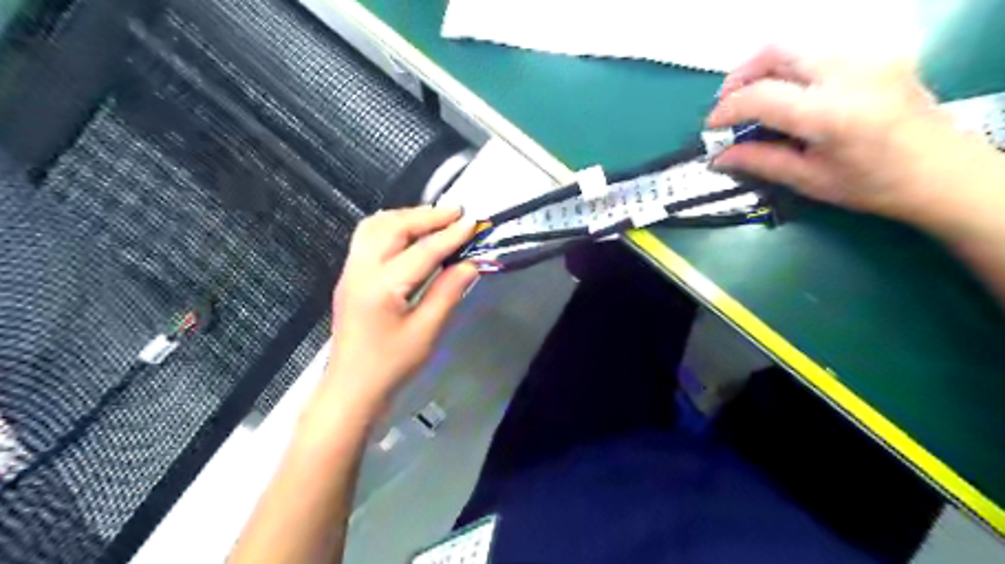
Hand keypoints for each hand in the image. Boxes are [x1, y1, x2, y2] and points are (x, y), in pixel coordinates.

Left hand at [322, 206, 476, 412]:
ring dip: (406, 216)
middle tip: (456, 212)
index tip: (473, 222)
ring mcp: (351, 270)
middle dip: (426, 216)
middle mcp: (361, 269)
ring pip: (375, 226)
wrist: (352, 387)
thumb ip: (447, 293)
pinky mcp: (349, 275)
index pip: (422, 251)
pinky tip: (408, 232)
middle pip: (393, 227)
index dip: (450, 235)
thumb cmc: (391, 365)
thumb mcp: (426, 332)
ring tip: (434, 218)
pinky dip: (390, 225)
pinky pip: (367, 236)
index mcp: (382, 287)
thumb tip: (470, 264)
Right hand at [701, 43, 999, 223]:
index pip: (760, 96)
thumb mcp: (809, 179)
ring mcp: (868, 56)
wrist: (941, 170)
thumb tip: (718, 157)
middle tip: (726, 104)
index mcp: (831, 113)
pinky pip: (819, 50)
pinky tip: (785, 91)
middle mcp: (850, 72)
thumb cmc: (872, 185)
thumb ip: (760, 161)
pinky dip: (790, 67)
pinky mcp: (877, 52)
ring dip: (763, 68)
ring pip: (796, 45)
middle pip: (776, 52)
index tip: (711, 127)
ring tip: (751, 97)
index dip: (726, 110)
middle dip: (740, 76)